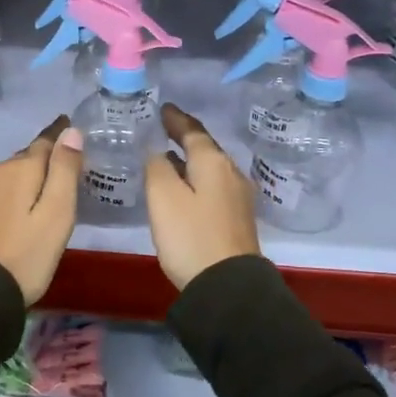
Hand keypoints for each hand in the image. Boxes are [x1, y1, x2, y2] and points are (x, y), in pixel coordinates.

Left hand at [0, 116, 83, 304]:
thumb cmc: (24, 254)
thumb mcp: (56, 214)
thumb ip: (64, 171)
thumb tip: (70, 131)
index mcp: (20, 169)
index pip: (44, 141)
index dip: (59, 134)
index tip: (68, 124)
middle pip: (25, 158)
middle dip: (43, 156)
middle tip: (62, 161)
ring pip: (9, 176)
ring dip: (25, 176)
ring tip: (42, 186)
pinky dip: (11, 194)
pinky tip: (15, 209)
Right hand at [145, 104, 260, 290]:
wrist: (227, 287)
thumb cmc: (191, 236)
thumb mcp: (163, 197)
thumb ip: (157, 167)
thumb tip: (159, 153)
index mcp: (213, 162)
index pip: (192, 131)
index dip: (175, 119)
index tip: (162, 108)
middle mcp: (231, 173)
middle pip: (205, 147)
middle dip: (184, 136)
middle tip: (162, 128)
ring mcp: (238, 197)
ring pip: (210, 167)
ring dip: (190, 158)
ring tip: (168, 155)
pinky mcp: (236, 219)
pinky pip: (213, 185)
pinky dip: (196, 177)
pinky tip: (183, 186)